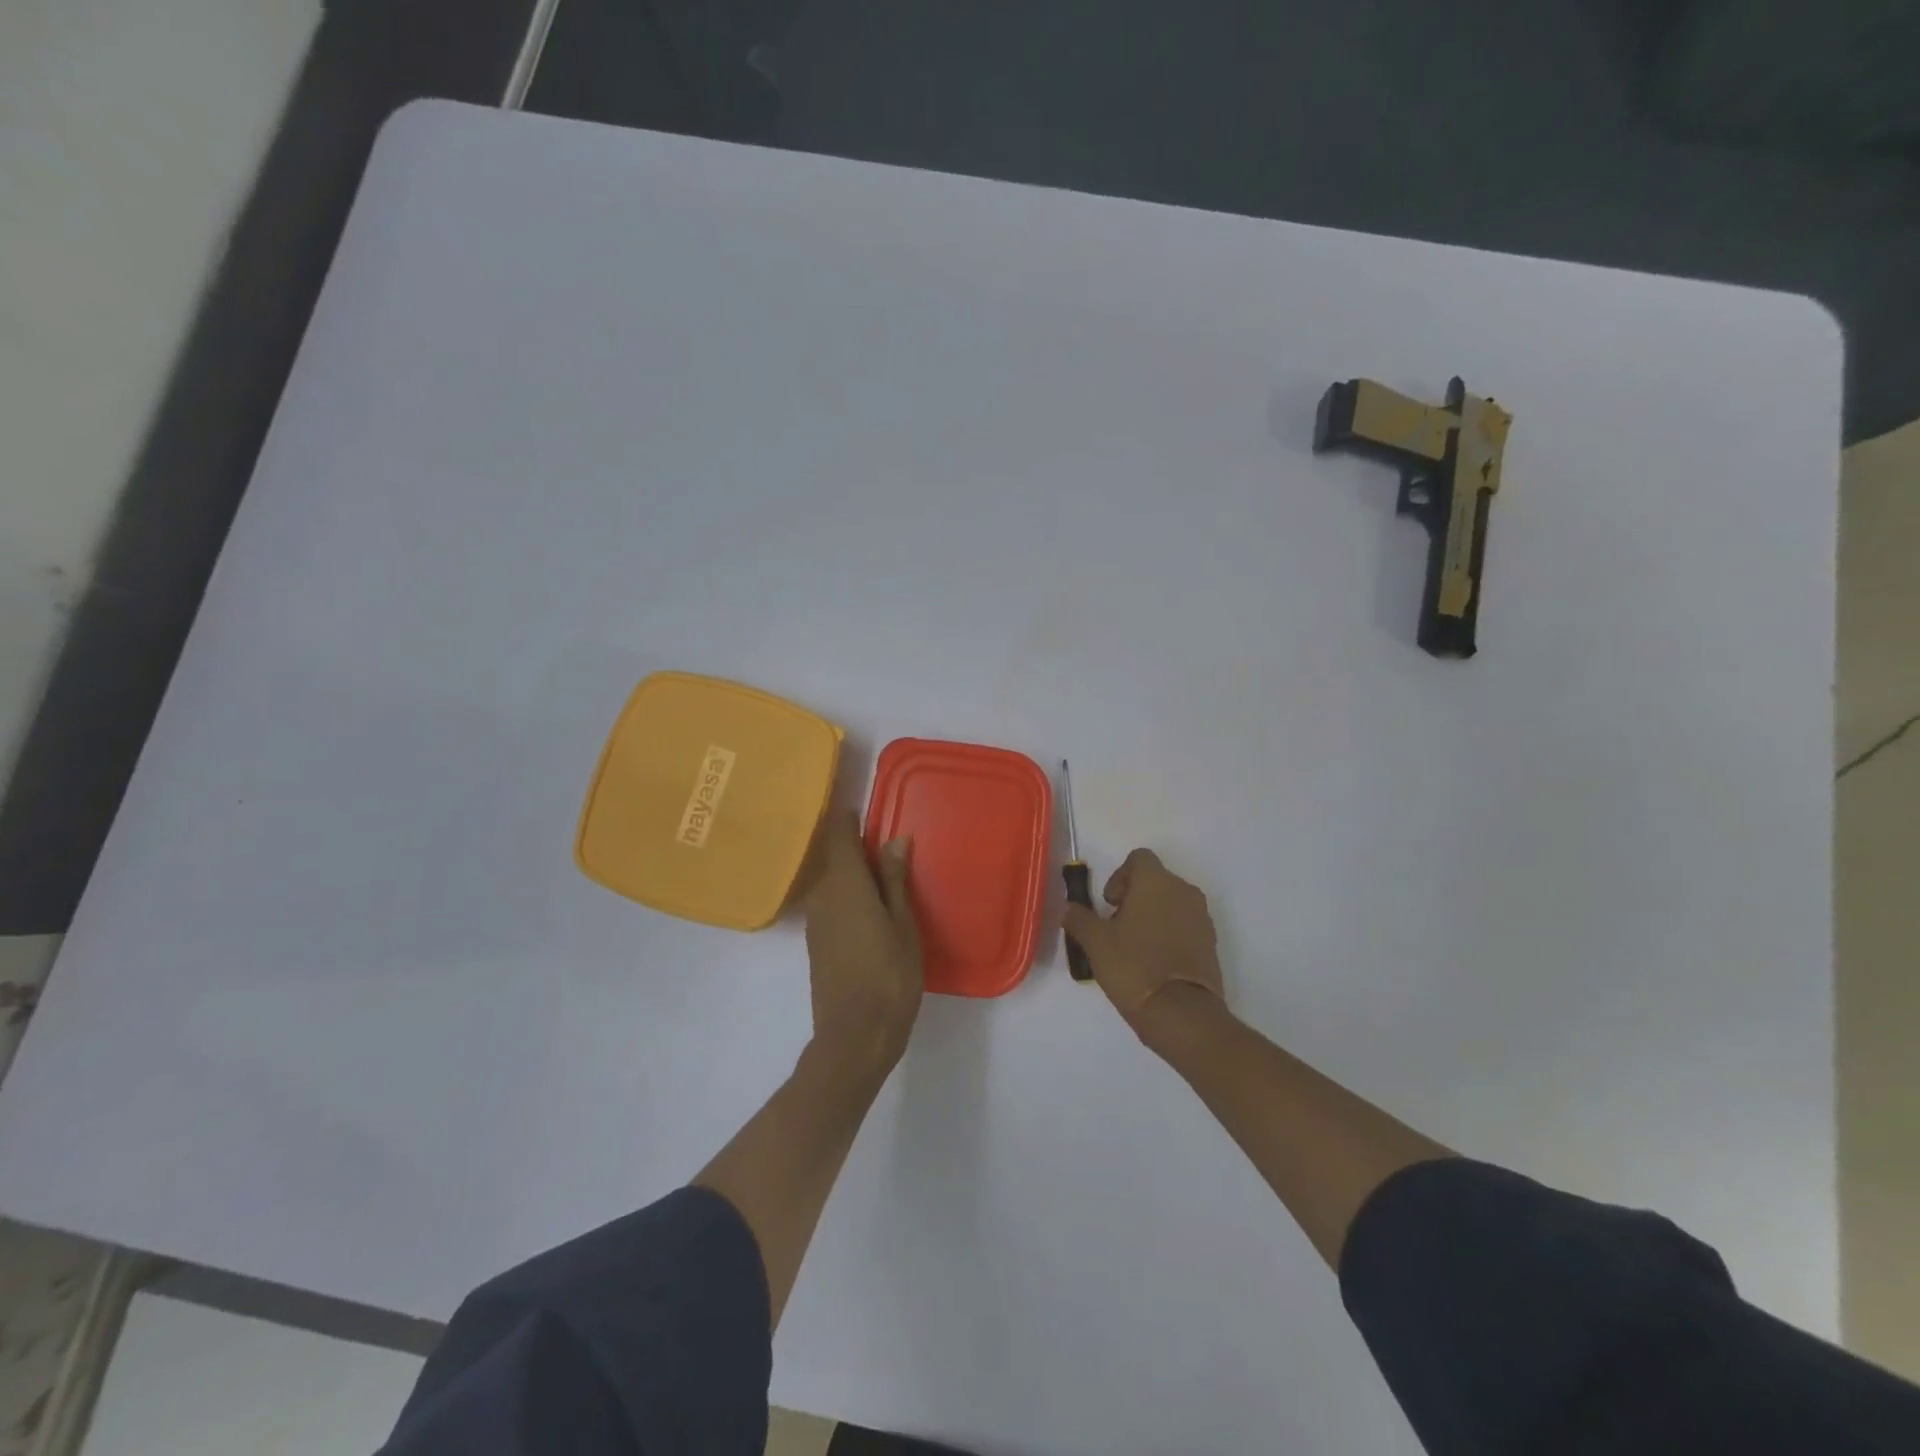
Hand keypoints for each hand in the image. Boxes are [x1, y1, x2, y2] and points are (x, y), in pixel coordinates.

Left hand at [804, 812, 923, 1073]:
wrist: (855, 1036)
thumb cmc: (889, 975)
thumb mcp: (903, 924)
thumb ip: (895, 880)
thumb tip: (895, 839)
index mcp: (845, 884)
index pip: (839, 836)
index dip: (847, 818)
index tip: (861, 806)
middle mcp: (823, 896)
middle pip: (834, 858)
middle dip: (854, 846)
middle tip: (884, 841)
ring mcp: (816, 922)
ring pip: (832, 882)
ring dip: (852, 873)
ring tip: (883, 873)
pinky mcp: (817, 944)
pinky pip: (831, 904)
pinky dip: (848, 896)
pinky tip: (870, 907)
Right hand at [1061, 849, 1223, 1034]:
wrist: (1181, 1013)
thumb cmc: (1134, 966)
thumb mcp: (1095, 942)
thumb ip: (1079, 918)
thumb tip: (1068, 908)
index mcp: (1156, 881)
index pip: (1138, 858)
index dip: (1119, 876)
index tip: (1109, 904)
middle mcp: (1183, 890)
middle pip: (1156, 880)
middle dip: (1134, 898)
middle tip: (1116, 927)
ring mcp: (1201, 917)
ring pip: (1171, 903)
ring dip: (1152, 916)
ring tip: (1134, 947)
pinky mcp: (1211, 942)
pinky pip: (1185, 926)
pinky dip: (1169, 934)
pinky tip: (1154, 962)